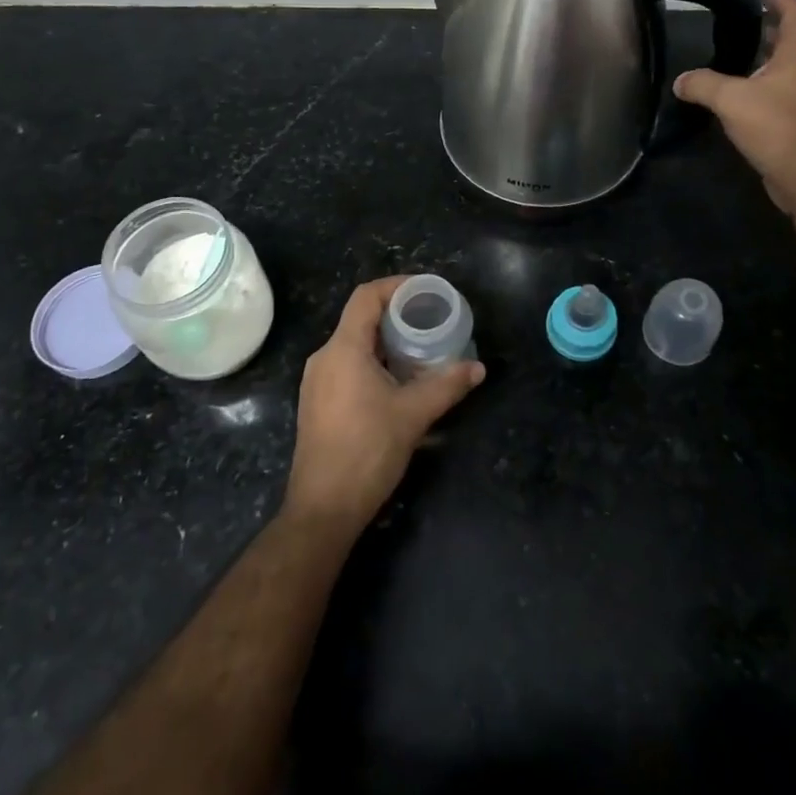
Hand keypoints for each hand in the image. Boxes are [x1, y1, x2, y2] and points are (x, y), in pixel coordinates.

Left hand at [284, 277, 485, 535]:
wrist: (323, 508)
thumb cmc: (366, 451)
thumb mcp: (413, 415)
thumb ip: (446, 386)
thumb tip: (478, 368)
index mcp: (343, 349)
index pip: (365, 297)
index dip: (396, 286)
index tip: (426, 290)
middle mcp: (324, 358)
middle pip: (360, 319)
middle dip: (396, 315)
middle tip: (431, 320)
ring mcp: (317, 382)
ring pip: (354, 345)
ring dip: (386, 341)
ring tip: (420, 348)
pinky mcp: (318, 403)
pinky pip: (347, 366)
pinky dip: (374, 361)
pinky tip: (398, 380)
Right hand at [674, 0, 795, 215]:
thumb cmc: (778, 128)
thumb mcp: (732, 100)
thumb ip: (703, 84)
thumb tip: (681, 81)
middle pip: (790, 41)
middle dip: (768, 28)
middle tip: (738, 23)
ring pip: (781, 69)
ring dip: (761, 59)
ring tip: (729, 57)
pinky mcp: (794, 123)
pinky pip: (774, 95)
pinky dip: (757, 87)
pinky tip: (733, 98)